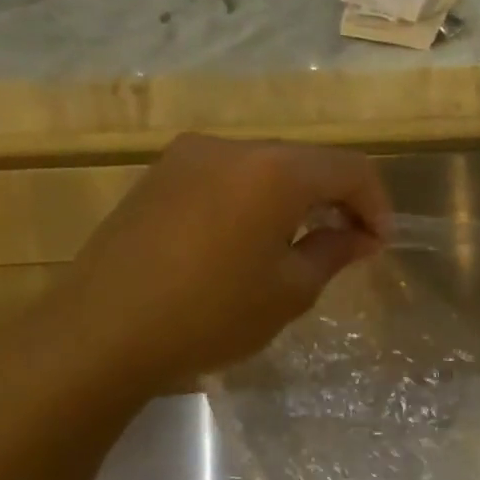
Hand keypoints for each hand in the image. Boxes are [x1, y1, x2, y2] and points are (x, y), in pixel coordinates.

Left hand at [1, 136, 390, 408]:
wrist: (100, 332)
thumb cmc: (211, 314)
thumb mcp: (290, 291)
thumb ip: (334, 251)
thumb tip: (361, 236)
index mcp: (274, 171)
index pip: (350, 169)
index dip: (376, 204)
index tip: (379, 245)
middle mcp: (233, 147)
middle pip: (308, 161)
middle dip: (339, 199)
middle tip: (351, 244)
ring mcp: (189, 157)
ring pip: (268, 166)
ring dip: (298, 198)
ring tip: (304, 244)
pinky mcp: (159, 175)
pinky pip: (230, 176)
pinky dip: (258, 198)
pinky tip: (254, 239)